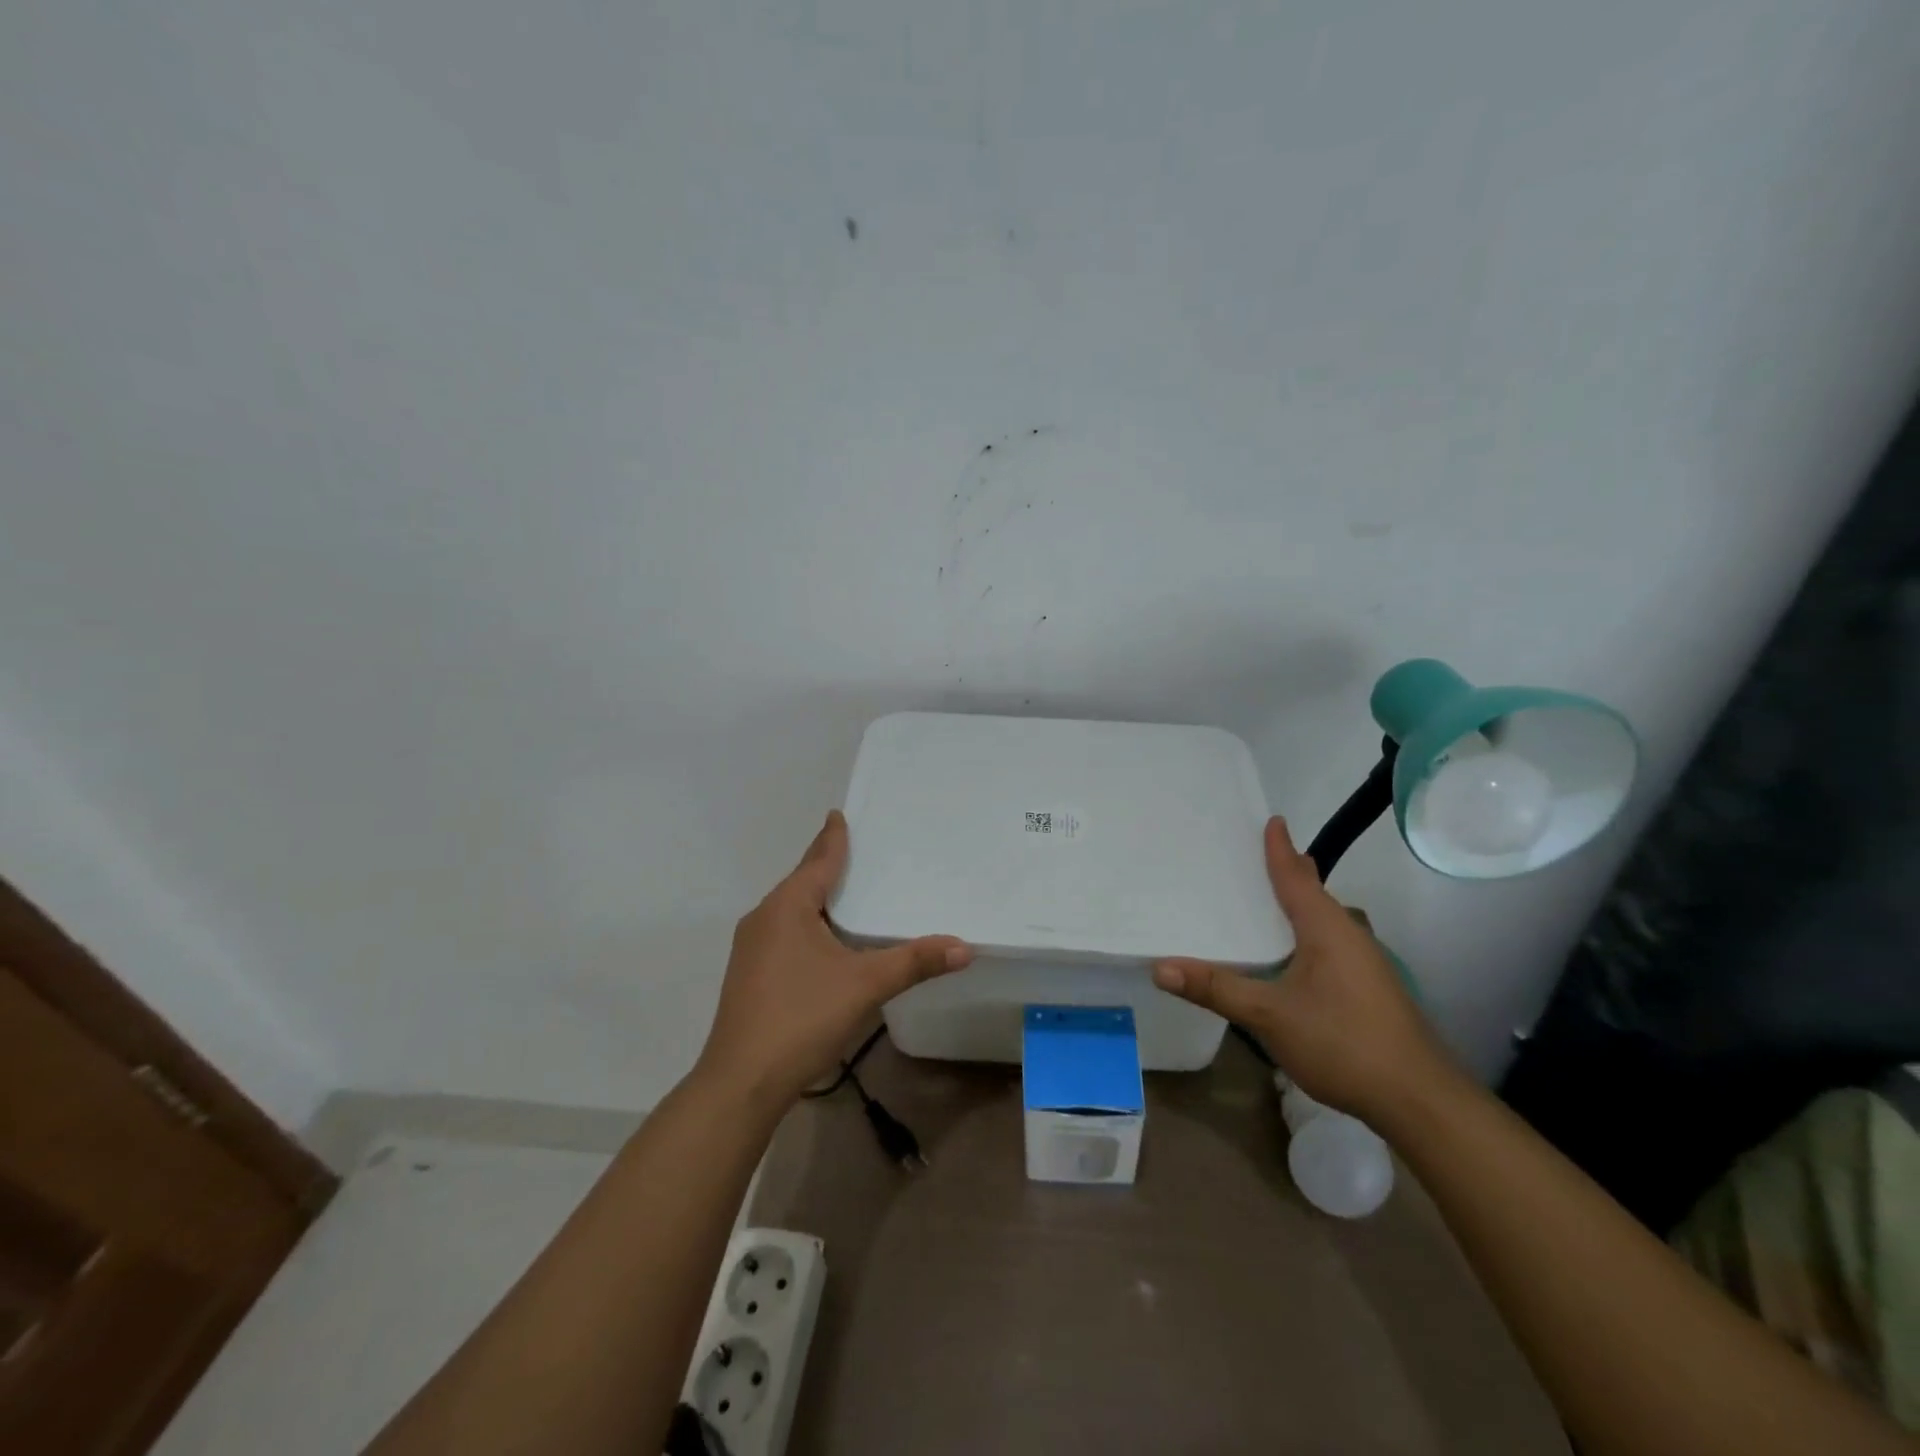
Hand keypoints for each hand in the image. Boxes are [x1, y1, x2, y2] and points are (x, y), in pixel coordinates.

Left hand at [693, 811, 971, 1114]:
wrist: (741, 1082)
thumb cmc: (802, 1018)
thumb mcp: (865, 985)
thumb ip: (914, 962)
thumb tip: (964, 946)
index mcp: (787, 906)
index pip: (818, 860)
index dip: (833, 837)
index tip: (839, 814)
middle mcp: (764, 918)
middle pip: (802, 881)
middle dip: (828, 866)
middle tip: (858, 851)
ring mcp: (752, 948)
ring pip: (791, 910)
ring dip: (818, 899)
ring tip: (847, 893)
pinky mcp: (750, 975)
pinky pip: (785, 934)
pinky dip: (809, 925)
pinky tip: (826, 943)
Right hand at [1153, 817, 1450, 1120]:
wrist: (1419, 1100)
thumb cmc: (1343, 1042)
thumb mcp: (1269, 1016)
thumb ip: (1216, 988)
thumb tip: (1160, 967)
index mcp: (1326, 927)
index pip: (1296, 876)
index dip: (1279, 848)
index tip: (1270, 820)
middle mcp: (1348, 934)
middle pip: (1311, 892)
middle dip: (1286, 871)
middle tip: (1250, 856)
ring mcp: (1363, 962)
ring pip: (1321, 920)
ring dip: (1294, 904)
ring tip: (1262, 899)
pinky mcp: (1367, 987)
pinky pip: (1326, 943)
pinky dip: (1301, 932)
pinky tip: (1285, 953)